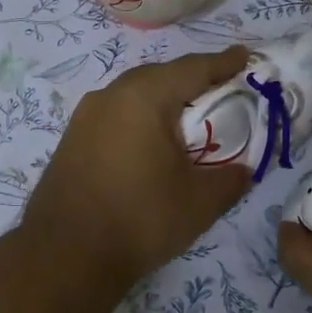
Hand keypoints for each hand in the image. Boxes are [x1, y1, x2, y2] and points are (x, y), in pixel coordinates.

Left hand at [21, 48, 252, 288]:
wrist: (65, 255)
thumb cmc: (140, 219)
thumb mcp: (200, 202)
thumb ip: (231, 178)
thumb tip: (242, 170)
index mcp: (144, 96)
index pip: (194, 68)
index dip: (225, 63)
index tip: (246, 57)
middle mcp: (111, 95)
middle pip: (161, 76)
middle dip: (193, 81)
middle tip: (222, 92)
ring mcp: (85, 116)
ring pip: (135, 95)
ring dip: (164, 102)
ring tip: (189, 119)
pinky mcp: (72, 140)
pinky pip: (116, 116)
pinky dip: (141, 120)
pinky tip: (151, 143)